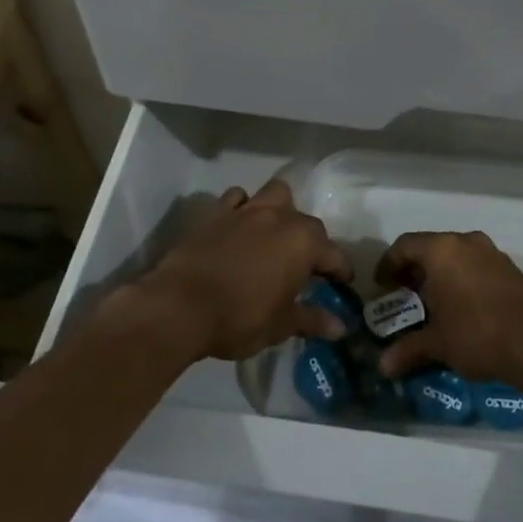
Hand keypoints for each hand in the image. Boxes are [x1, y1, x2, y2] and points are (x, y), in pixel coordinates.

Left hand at [139, 179, 352, 361]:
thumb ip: (312, 320)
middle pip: (307, 222)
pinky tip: (239, 225)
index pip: (333, 254)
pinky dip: (242, 207)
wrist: (179, 306)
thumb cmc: (239, 317)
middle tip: (306, 267)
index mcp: (303, 242)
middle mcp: (280, 217)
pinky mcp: (216, 212)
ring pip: (275, 195)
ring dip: (281, 210)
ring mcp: (247, 210)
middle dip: (312, 242)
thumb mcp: (280, 325)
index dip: (340, 271)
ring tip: (275, 234)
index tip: (342, 284)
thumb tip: (340, 326)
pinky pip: (237, 198)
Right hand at [373, 231, 522, 384]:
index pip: (404, 245)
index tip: (382, 287)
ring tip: (432, 306)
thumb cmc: (476, 333)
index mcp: (442, 250)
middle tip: (404, 297)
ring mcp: (491, 253)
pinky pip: (475, 266)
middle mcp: (465, 242)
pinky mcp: (510, 269)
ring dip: (440, 276)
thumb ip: (408, 350)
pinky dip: (462, 280)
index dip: (388, 264)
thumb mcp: (437, 343)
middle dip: (414, 272)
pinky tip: (461, 309)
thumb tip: (383, 367)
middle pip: (430, 248)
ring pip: (455, 256)